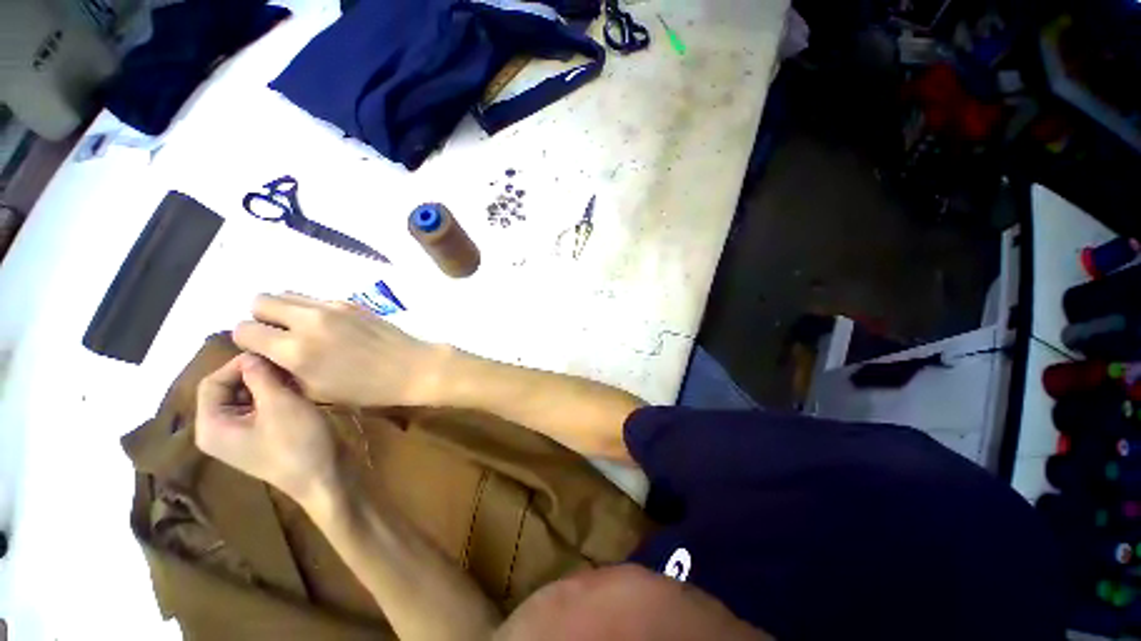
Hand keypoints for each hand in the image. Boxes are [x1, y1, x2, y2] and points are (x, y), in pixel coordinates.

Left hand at [196, 352, 338, 504]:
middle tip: (288, 365)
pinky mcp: (260, 437)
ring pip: (247, 397)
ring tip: (296, 376)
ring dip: (269, 383)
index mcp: (212, 426)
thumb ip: (260, 376)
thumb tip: (251, 354)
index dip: (239, 364)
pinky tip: (299, 390)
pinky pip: (260, 408)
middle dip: (256, 373)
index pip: (212, 382)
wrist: (325, 478)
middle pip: (228, 389)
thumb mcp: (280, 404)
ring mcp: (240, 436)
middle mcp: (219, 430)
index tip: (272, 355)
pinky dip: (275, 395)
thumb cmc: (299, 443)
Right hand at [233, 293, 447, 406]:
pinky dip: (312, 310)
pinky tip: (330, 328)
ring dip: (285, 310)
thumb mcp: (315, 392)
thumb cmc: (366, 389)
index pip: (244, 330)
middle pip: (260, 300)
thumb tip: (265, 355)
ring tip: (302, 330)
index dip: (247, 341)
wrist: (411, 367)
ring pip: (288, 293)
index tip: (261, 351)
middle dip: (262, 318)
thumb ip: (282, 371)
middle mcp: (309, 321)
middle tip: (279, 336)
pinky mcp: (351, 302)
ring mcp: (332, 307)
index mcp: (295, 349)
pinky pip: (316, 299)